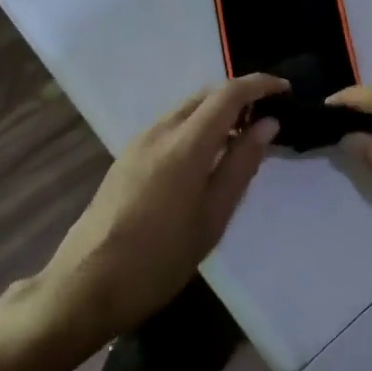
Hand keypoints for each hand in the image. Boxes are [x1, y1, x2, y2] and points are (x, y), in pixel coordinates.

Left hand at [2, 74, 285, 359]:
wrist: (86, 285)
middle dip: (239, 96)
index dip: (260, 85)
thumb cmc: (160, 258)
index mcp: (185, 144)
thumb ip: (241, 164)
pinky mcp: (127, 157)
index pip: (228, 94)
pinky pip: (170, 125)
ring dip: (217, 111)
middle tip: (268, 118)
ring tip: (242, 139)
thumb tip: (267, 124)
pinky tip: (207, 156)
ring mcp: (138, 143)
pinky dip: (196, 126)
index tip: (285, 91)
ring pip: (186, 109)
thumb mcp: (213, 216)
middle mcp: (160, 131)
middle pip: (205, 95)